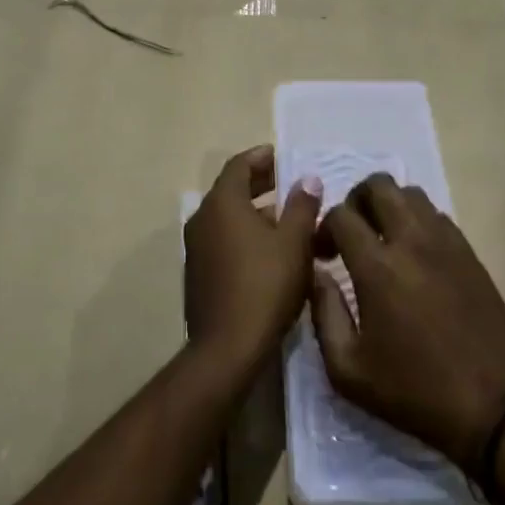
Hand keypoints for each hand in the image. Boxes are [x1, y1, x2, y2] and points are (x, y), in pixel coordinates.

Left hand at [184, 146, 322, 385]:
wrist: (227, 348)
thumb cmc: (264, 286)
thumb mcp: (294, 243)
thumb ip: (302, 206)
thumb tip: (308, 179)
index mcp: (222, 203)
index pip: (239, 165)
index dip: (262, 158)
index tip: (283, 157)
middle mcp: (202, 219)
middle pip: (232, 190)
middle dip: (262, 185)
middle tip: (291, 186)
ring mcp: (196, 248)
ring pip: (229, 219)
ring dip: (257, 214)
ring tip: (291, 222)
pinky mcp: (199, 273)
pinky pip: (224, 241)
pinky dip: (246, 236)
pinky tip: (273, 254)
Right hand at [311, 174, 504, 469]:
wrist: (488, 407)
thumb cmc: (411, 391)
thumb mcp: (347, 369)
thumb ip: (323, 313)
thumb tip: (316, 274)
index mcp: (378, 268)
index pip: (341, 215)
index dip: (324, 228)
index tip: (323, 256)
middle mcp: (412, 242)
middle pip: (379, 185)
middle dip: (356, 200)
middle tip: (352, 232)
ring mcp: (446, 243)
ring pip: (412, 194)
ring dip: (389, 206)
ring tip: (383, 239)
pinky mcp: (470, 253)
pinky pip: (438, 216)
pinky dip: (418, 222)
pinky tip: (415, 255)